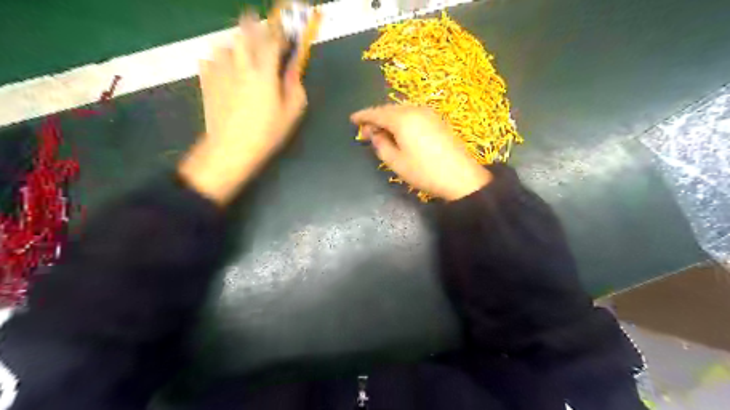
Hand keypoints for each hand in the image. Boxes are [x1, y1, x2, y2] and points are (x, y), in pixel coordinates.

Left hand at [185, 14, 308, 206]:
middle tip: (260, 32)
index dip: (280, 33)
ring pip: (226, 43)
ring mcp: (220, 69)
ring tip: (241, 54)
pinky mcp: (206, 79)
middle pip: (245, 32)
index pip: (273, 40)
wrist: (231, 148)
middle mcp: (241, 64)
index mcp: (265, 71)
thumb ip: (295, 86)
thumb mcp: (291, 113)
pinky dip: (218, 59)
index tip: (285, 34)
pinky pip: (210, 59)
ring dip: (235, 44)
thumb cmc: (266, 133)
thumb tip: (294, 69)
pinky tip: (224, 70)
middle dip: (254, 26)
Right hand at [352, 106, 492, 201]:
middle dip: (376, 118)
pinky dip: (401, 121)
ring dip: (389, 119)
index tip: (352, 119)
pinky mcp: (437, 120)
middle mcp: (415, 110)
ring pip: (402, 111)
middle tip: (365, 132)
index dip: (362, 116)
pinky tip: (399, 132)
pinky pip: (413, 115)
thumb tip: (374, 134)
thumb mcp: (396, 162)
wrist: (461, 177)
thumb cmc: (424, 172)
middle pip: (389, 110)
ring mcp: (429, 113)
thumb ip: (381, 145)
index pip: (376, 113)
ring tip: (381, 133)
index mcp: (402, 119)